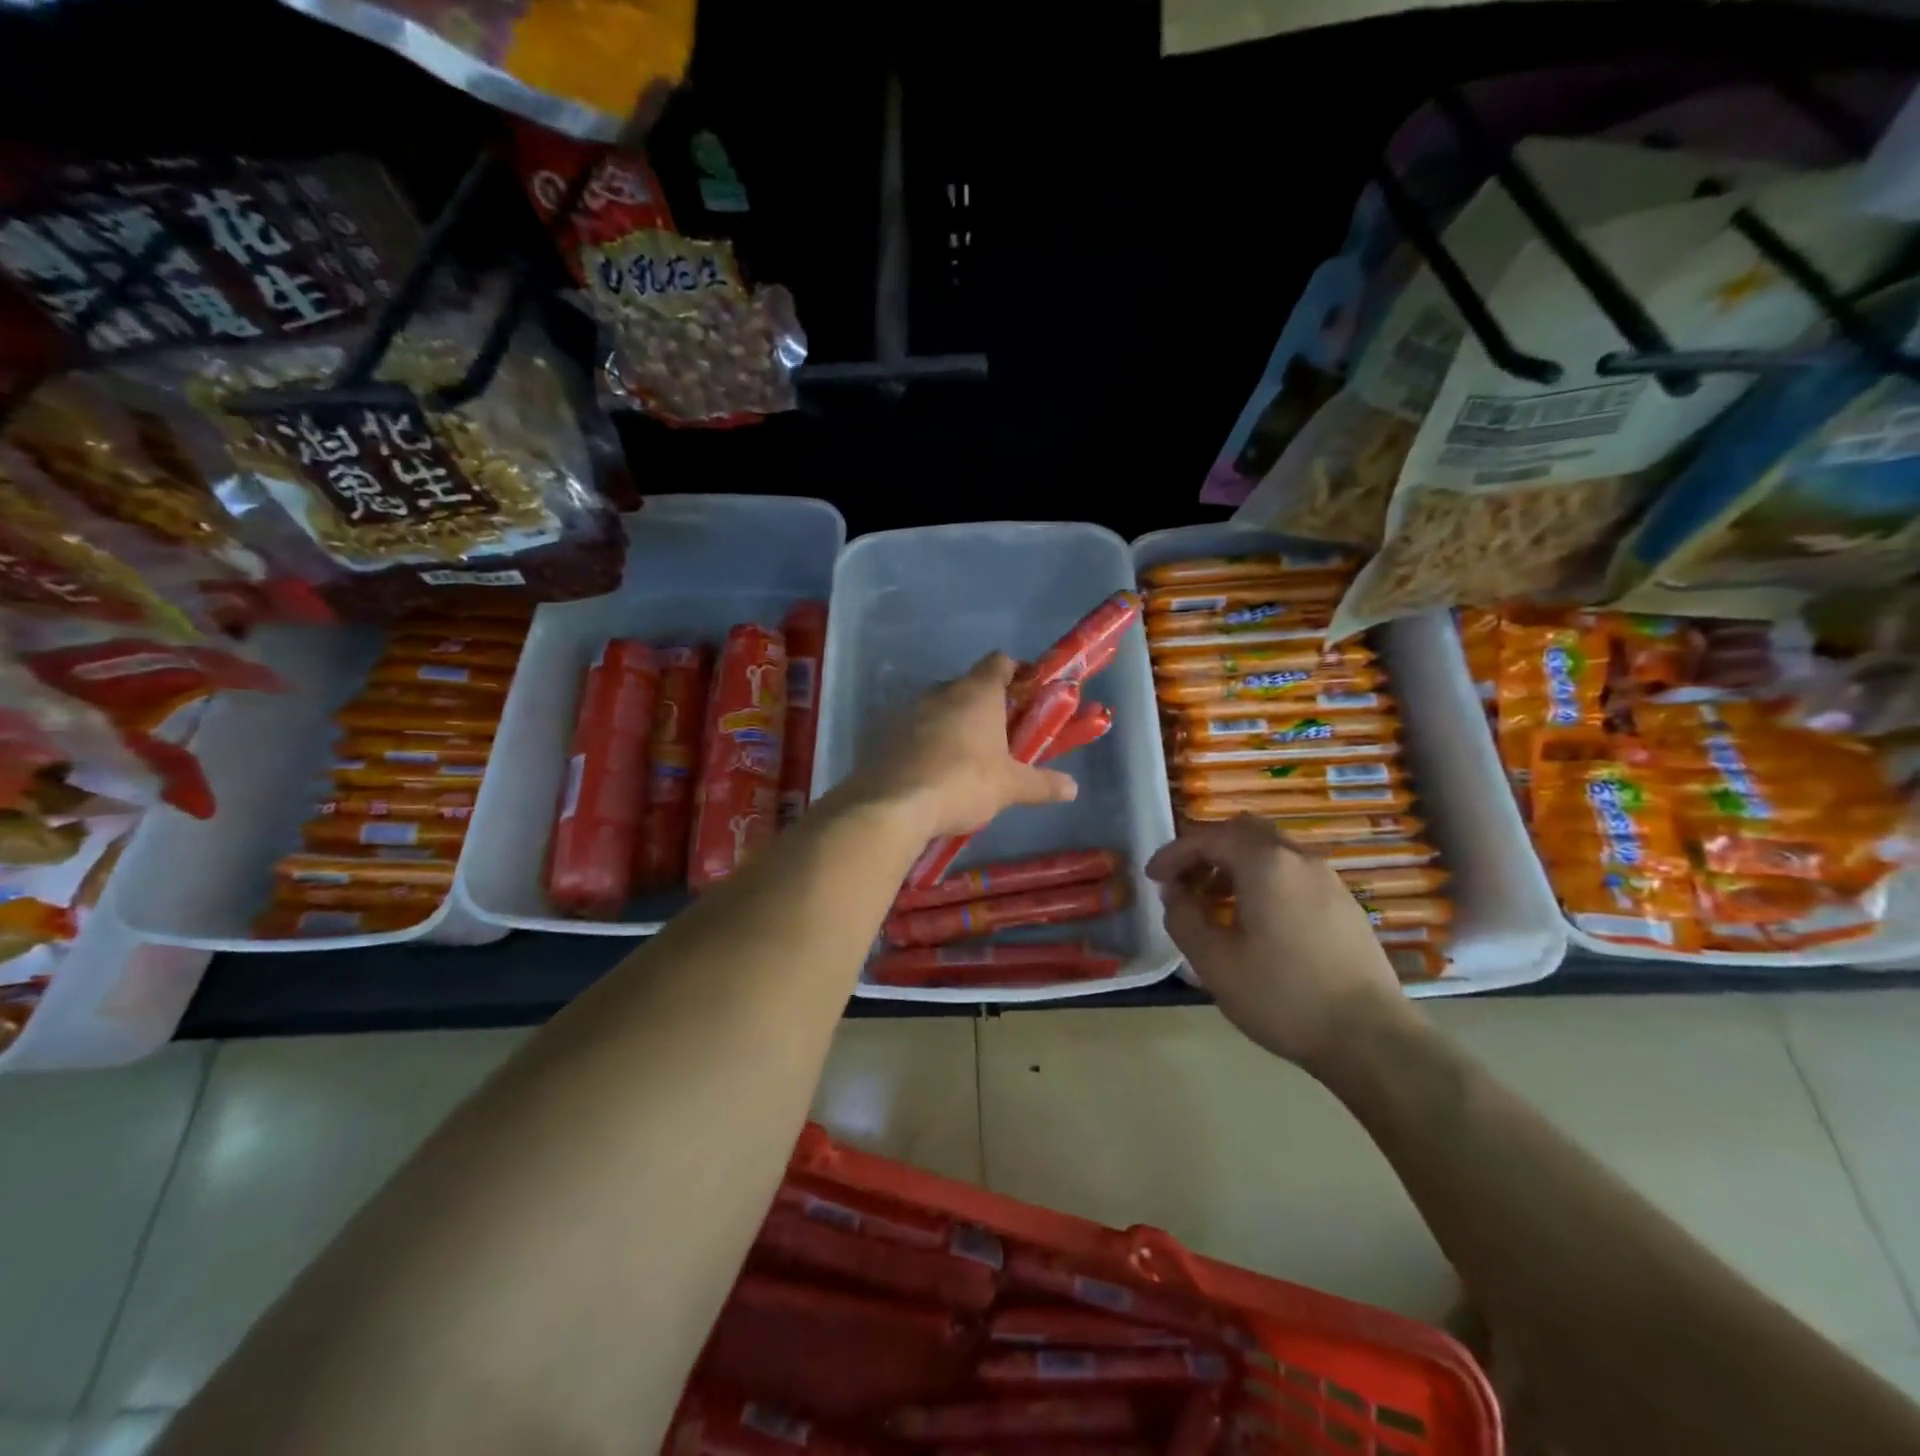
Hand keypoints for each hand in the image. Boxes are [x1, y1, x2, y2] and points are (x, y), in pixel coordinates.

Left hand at [848, 653, 1077, 838]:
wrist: (892, 805)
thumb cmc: (962, 783)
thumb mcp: (1010, 787)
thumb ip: (1042, 784)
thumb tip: (1073, 788)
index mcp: (976, 692)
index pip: (999, 662)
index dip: (1016, 672)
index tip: (1028, 692)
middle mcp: (941, 692)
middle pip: (968, 686)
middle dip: (985, 705)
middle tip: (1000, 734)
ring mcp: (908, 711)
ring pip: (938, 708)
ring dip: (952, 724)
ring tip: (966, 757)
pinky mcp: (883, 733)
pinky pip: (912, 730)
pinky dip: (925, 743)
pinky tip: (932, 771)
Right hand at [1146, 816, 1410, 1074]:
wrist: (1371, 1039)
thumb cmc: (1283, 997)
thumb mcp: (1214, 962)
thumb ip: (1184, 918)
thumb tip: (1174, 894)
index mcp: (1265, 863)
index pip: (1207, 838)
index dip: (1174, 854)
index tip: (1153, 879)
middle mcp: (1298, 857)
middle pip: (1242, 831)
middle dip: (1207, 851)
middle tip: (1186, 883)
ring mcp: (1327, 878)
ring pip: (1270, 849)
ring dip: (1235, 865)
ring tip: (1216, 905)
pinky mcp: (1344, 902)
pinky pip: (1292, 871)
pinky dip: (1264, 879)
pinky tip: (1256, 920)